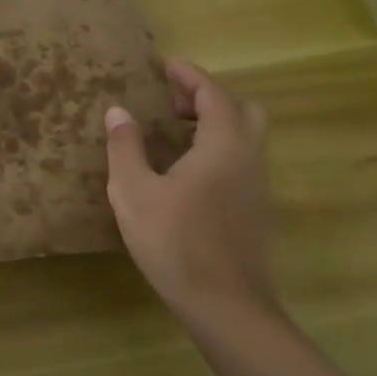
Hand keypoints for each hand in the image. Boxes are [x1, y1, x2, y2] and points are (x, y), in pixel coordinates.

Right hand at [104, 60, 275, 323]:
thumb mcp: (134, 191)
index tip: (163, 66)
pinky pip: (242, 160)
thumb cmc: (177, 242)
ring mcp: (257, 186)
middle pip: (242, 109)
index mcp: (223, 144)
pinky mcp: (256, 210)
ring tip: (175, 132)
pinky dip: (219, 147)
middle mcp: (248, 157)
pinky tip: (187, 170)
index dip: (189, 75)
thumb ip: (126, 146)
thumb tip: (119, 112)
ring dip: (215, 123)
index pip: (213, 92)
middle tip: (173, 102)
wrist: (226, 309)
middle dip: (209, 97)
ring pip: (246, 136)